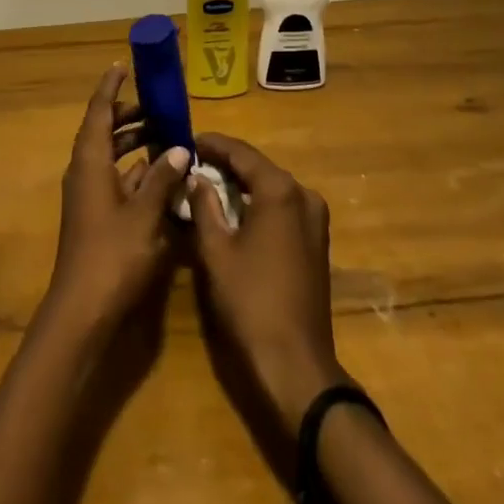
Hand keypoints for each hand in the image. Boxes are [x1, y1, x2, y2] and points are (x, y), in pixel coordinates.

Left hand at [43, 66, 190, 334]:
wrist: (83, 311)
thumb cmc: (112, 255)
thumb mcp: (144, 214)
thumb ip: (163, 178)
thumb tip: (180, 147)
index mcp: (90, 161)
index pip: (98, 112)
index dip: (111, 88)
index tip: (123, 66)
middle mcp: (85, 172)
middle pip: (104, 131)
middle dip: (129, 116)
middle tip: (159, 108)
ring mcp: (89, 196)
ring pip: (111, 157)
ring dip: (135, 145)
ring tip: (168, 137)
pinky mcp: (97, 217)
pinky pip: (116, 180)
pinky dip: (136, 172)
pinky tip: (163, 177)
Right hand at [189, 133, 344, 432]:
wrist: (294, 363)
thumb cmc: (250, 300)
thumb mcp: (215, 249)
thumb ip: (204, 204)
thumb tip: (197, 177)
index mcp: (280, 190)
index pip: (241, 152)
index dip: (212, 144)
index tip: (187, 140)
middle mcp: (303, 195)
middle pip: (258, 167)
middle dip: (226, 163)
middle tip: (193, 162)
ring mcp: (315, 219)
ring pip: (271, 188)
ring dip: (242, 184)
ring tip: (208, 183)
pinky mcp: (316, 242)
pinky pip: (282, 208)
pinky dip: (257, 204)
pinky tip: (234, 210)